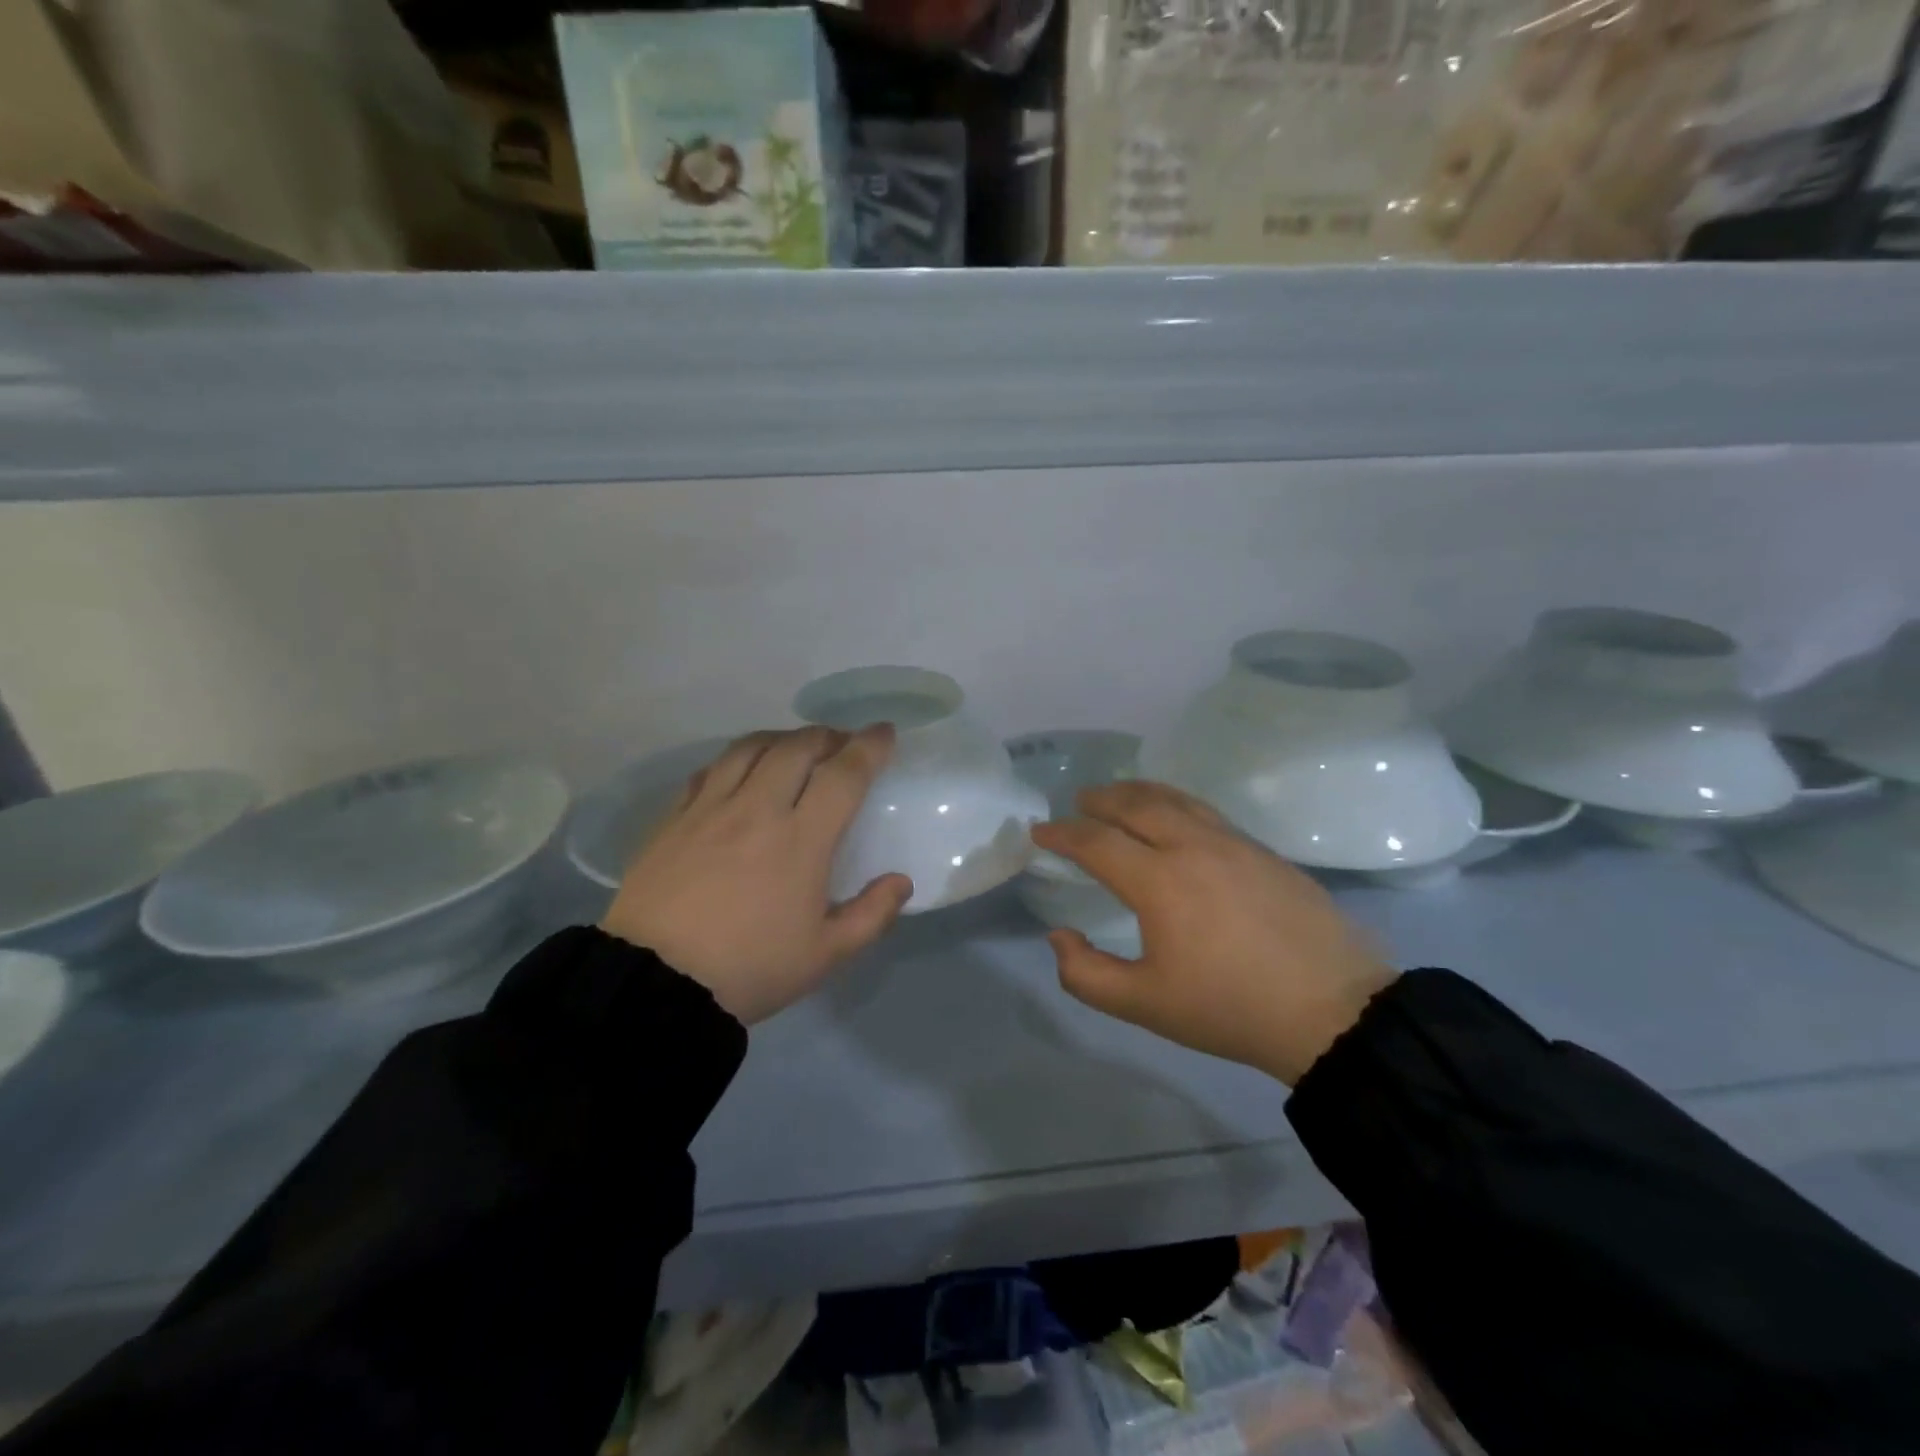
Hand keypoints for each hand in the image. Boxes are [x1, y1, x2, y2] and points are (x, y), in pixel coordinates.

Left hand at [602, 725, 912, 1024]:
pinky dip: (735, 760)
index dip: (869, 747)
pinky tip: (739, 773)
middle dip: (827, 736)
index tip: (884, 733)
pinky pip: (709, 770)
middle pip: (797, 747)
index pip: (844, 774)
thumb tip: (901, 881)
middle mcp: (757, 809)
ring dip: (782, 739)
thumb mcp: (824, 955)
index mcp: (801, 839)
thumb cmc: (748, 969)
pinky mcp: (672, 818)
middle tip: (841, 745)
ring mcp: (709, 808)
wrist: (654, 984)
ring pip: (750, 748)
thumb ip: (871, 915)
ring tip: (794, 749)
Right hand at [1030, 781, 1395, 1083]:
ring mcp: (1233, 843)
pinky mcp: (1263, 851)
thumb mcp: (1144, 1004)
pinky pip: (1206, 812)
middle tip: (1078, 802)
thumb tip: (1059, 935)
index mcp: (1159, 881)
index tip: (1040, 832)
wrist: (1333, 1010)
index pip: (1096, 842)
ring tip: (1120, 795)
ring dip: (1139, 792)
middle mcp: (1192, 846)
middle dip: (1099, 799)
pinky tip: (1176, 818)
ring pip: (1175, 799)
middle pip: (1136, 804)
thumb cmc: (1229, 1009)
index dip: (1062, 834)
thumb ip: (1086, 974)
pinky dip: (1175, 803)